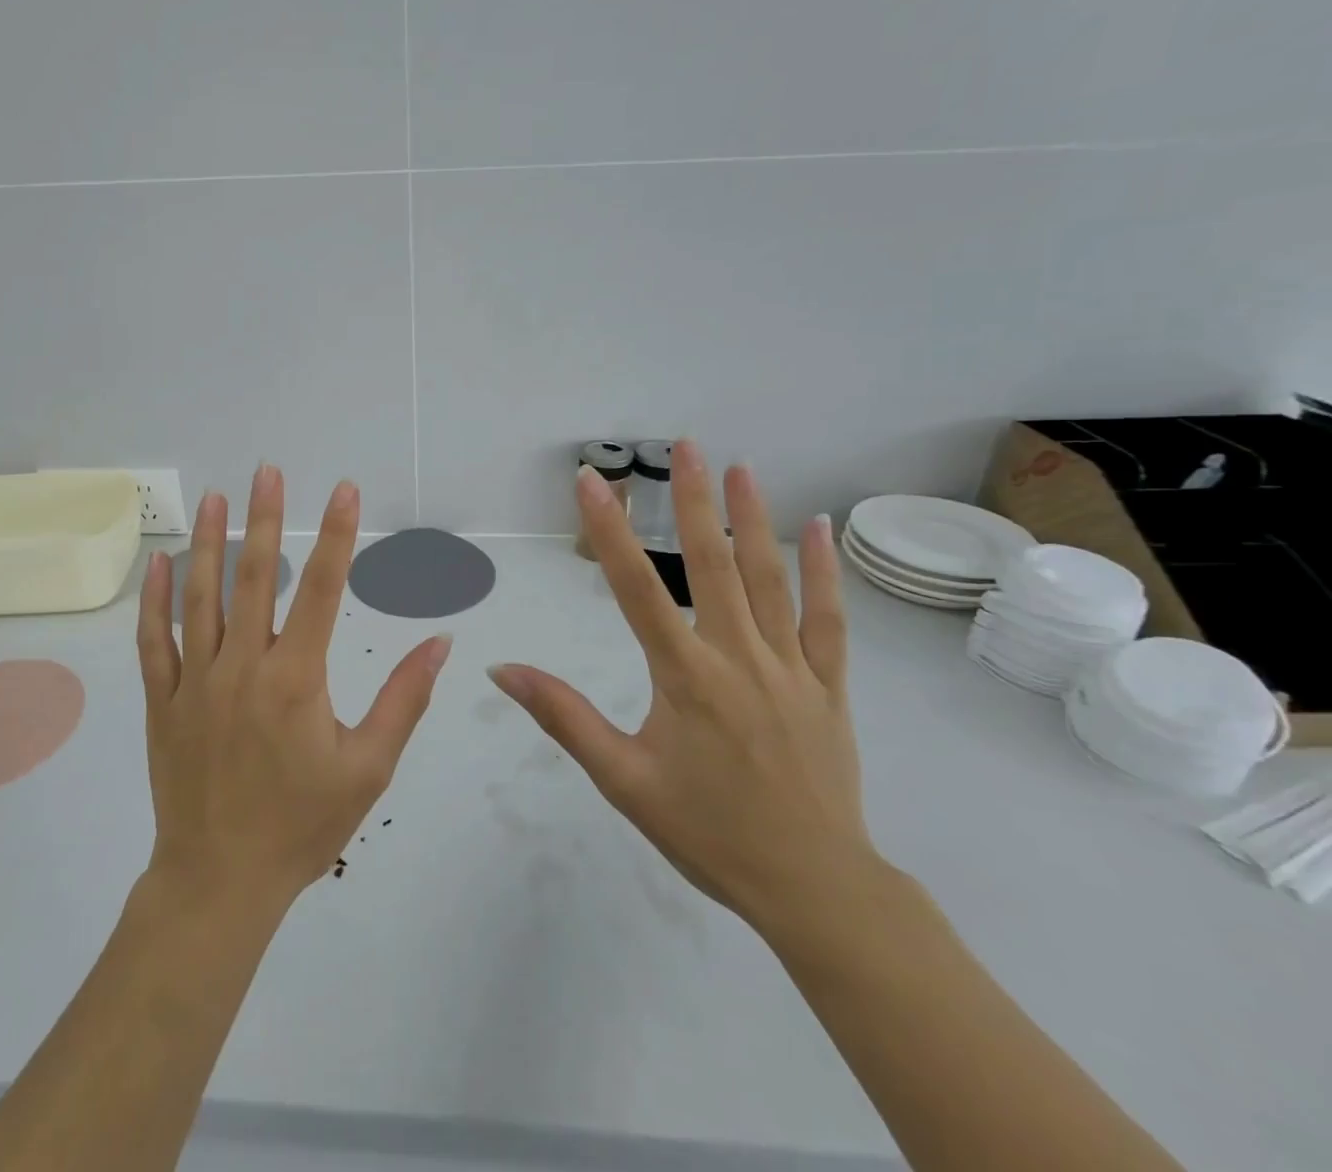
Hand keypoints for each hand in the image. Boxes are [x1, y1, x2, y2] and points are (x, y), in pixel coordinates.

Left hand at [136, 465, 452, 912]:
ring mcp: (194, 681)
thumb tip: (440, 642)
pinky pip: (153, 641)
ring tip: (213, 498)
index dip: (335, 535)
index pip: (320, 589)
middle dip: (264, 518)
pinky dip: (154, 600)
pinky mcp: (161, 702)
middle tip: (266, 471)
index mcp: (295, 679)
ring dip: (206, 543)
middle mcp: (242, 667)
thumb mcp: (369, 767)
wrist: (220, 882)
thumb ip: (403, 698)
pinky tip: (157, 564)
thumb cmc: (302, 826)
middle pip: (253, 577)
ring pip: (199, 597)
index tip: (343, 490)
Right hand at [487, 440, 879, 940]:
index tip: (592, 481)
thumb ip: (564, 718)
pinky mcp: (828, 686)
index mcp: (685, 676)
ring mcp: (790, 668)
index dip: (609, 531)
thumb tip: (503, 672)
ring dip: (753, 519)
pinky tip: (821, 528)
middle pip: (712, 565)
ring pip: (770, 580)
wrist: (813, 887)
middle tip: (685, 445)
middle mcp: (738, 657)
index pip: (635, 589)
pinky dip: (824, 572)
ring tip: (741, 467)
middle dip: (693, 500)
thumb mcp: (623, 780)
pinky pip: (828, 619)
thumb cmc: (708, 832)